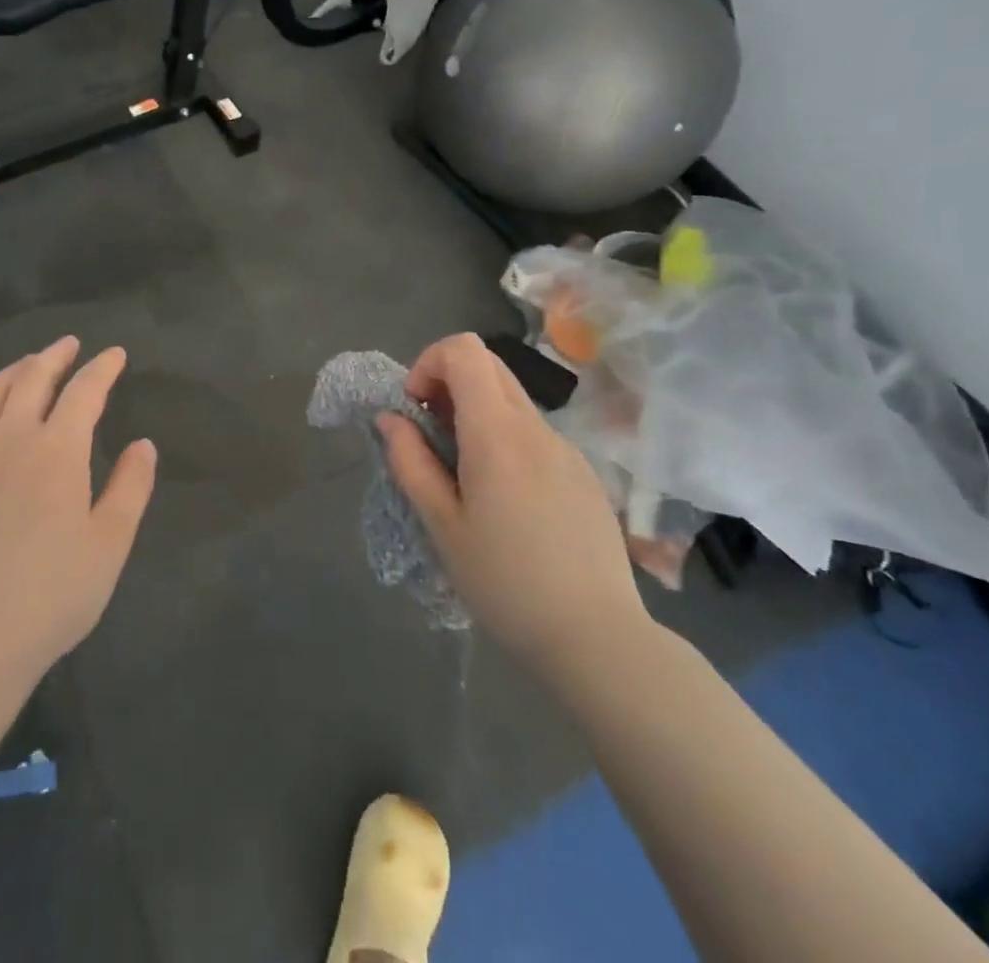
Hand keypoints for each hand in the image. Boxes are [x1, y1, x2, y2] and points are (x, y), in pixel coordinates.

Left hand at [0, 337, 155, 685]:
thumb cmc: (52, 595)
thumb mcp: (110, 545)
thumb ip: (130, 487)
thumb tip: (144, 444)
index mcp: (57, 452)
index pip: (83, 392)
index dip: (102, 368)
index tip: (115, 354)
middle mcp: (10, 442)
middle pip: (31, 380)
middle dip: (54, 356)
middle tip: (70, 344)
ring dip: (13, 371)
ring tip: (28, 363)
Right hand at [378, 333, 650, 677]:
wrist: (598, 638)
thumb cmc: (505, 582)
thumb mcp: (442, 525)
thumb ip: (411, 462)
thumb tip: (390, 419)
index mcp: (497, 432)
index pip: (464, 350)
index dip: (429, 364)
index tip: (416, 410)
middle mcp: (535, 427)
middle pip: (489, 365)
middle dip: (448, 383)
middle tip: (432, 437)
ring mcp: (566, 449)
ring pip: (511, 400)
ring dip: (475, 413)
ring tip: (464, 476)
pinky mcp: (583, 473)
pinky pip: (534, 433)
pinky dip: (505, 439)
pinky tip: (506, 502)